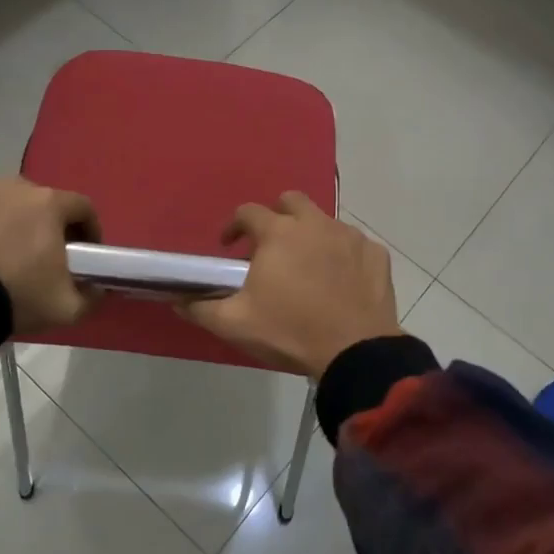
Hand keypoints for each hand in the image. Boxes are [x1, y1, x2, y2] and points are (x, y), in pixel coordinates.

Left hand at [0, 178, 100, 336]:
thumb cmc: (16, 295)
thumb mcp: (66, 308)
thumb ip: (91, 296)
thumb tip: (97, 289)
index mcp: (50, 203)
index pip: (84, 208)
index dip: (89, 230)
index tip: (86, 253)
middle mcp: (16, 187)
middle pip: (43, 202)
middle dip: (48, 225)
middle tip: (43, 256)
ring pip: (6, 202)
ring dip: (12, 221)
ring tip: (3, 253)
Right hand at [181, 192, 400, 378]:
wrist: (355, 352)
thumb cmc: (290, 332)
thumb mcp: (236, 324)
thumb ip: (202, 308)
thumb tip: (178, 300)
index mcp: (278, 232)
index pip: (248, 212)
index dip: (234, 226)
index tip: (229, 246)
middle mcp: (315, 223)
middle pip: (291, 201)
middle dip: (277, 216)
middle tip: (270, 246)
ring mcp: (349, 236)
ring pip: (325, 221)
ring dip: (310, 235)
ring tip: (306, 266)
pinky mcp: (375, 254)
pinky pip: (354, 244)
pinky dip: (343, 255)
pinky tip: (340, 280)